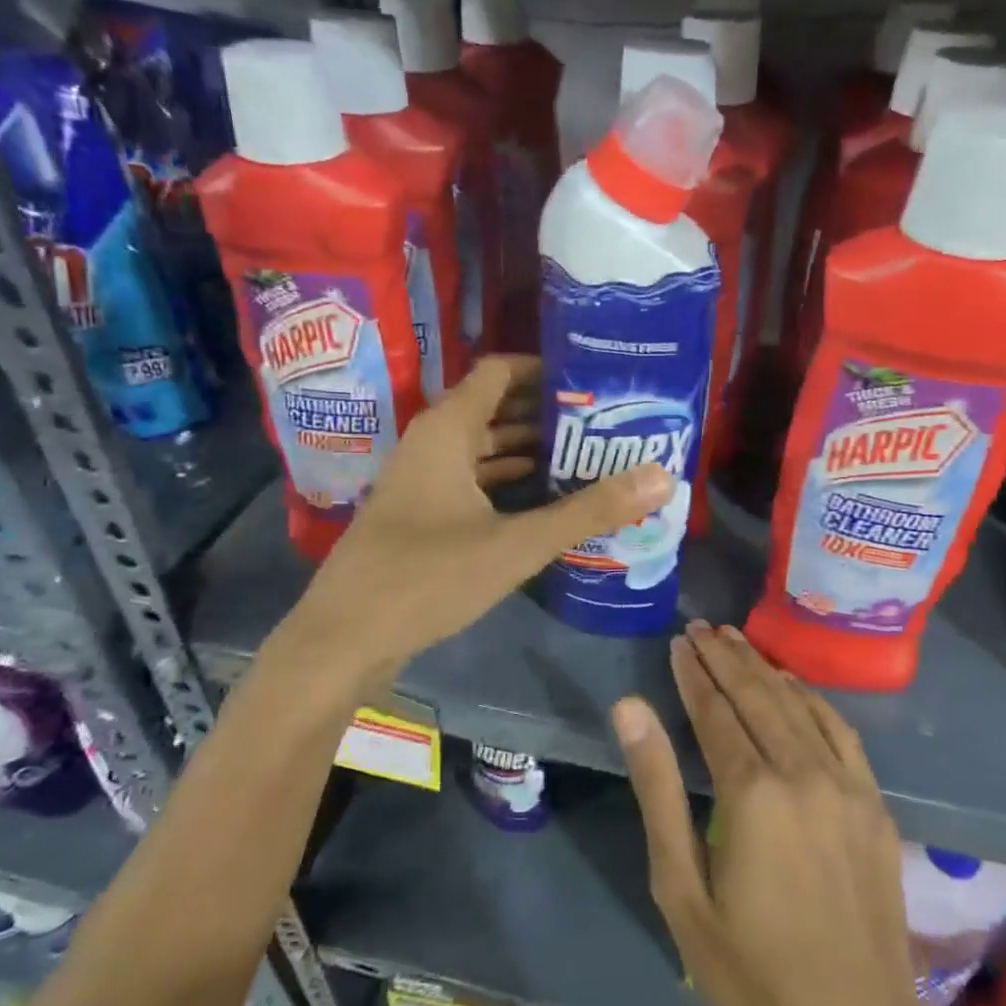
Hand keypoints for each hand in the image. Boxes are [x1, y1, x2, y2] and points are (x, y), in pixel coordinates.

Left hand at [282, 356, 672, 688]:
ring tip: (587, 457)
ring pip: (483, 448)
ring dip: (529, 450)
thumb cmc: (427, 577)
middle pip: (495, 407)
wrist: (344, 637)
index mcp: (447, 429)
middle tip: (605, 422)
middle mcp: (431, 442)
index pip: (501, 371)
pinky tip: (544, 499)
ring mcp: (421, 479)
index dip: (546, 369)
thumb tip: (661, 476)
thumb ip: (588, 511)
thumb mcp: (516, 544)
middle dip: (548, 413)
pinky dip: (506, 482)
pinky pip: (471, 480)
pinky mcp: (419, 513)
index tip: (595, 380)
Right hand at [614, 625, 1005, 1005]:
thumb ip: (657, 788)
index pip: (716, 711)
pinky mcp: (874, 804)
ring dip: (764, 668)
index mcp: (752, 792)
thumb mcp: (682, 887)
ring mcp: (847, 785)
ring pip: (799, 704)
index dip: (694, 674)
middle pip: (758, 695)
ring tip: (736, 641)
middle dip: (726, 658)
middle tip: (701, 629)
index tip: (678, 643)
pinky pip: (840, 730)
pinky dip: (811, 697)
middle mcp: (803, 773)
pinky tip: (793, 685)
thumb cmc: (750, 971)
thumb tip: (630, 708)